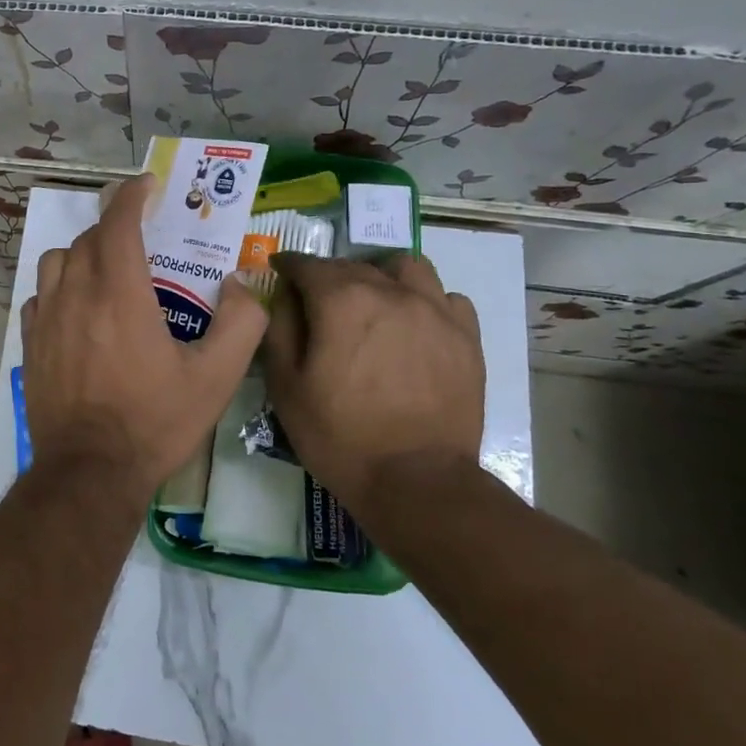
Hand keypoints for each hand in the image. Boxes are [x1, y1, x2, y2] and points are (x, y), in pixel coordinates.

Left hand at [22, 174, 267, 496]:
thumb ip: (242, 324)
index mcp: (120, 293)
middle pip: (88, 239)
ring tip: (106, 271)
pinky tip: (77, 310)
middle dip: (115, 227)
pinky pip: (40, 296)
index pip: (119, 223)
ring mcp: (46, 318)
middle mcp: (77, 294)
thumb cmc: (154, 422)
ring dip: (83, 254)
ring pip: (57, 261)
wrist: (89, 471)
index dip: (132, 195)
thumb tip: (241, 284)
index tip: (147, 185)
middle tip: (141, 237)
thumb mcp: (216, 378)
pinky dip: (59, 288)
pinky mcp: (30, 343)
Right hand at [262, 251, 484, 505]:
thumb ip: (280, 328)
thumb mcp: (286, 385)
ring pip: (407, 268)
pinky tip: (415, 326)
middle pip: (353, 265)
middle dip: (329, 276)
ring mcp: (435, 311)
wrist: (416, 482)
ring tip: (374, 303)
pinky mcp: (466, 337)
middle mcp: (391, 291)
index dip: (288, 265)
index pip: (308, 264)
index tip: (279, 271)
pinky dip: (426, 302)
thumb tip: (285, 294)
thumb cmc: (339, 435)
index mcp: (341, 300)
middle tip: (318, 301)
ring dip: (383, 276)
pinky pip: (446, 298)